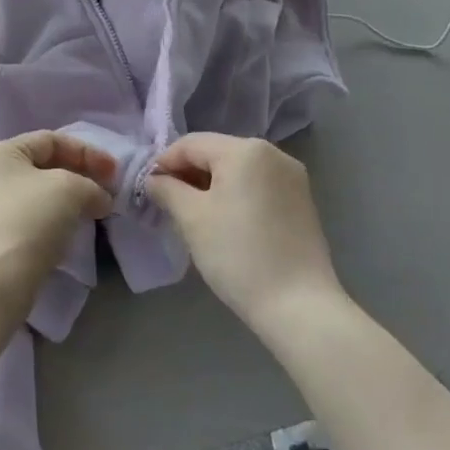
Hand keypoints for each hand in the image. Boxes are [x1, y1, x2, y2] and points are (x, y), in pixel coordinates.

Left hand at [0, 131, 114, 308]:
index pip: (50, 140)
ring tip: (96, 211)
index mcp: (0, 153)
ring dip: (72, 200)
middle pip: (45, 166)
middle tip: (108, 192)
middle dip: (81, 176)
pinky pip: (34, 218)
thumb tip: (101, 199)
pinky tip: (74, 230)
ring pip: (41, 194)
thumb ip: (92, 185)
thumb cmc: (29, 219)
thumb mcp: (69, 188)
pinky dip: (58, 219)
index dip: (86, 152)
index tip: (114, 173)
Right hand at [145, 134, 341, 333]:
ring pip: (238, 170)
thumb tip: (154, 179)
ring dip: (211, 185)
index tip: (148, 188)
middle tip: (168, 203)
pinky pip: (257, 185)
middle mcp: (273, 153)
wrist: (299, 305)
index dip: (164, 162)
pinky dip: (236, 195)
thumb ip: (167, 189)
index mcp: (245, 149)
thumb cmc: (238, 254)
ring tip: (193, 214)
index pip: (191, 144)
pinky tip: (225, 222)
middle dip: (188, 174)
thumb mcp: (192, 219)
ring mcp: (292, 177)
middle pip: (216, 153)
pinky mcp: (301, 201)